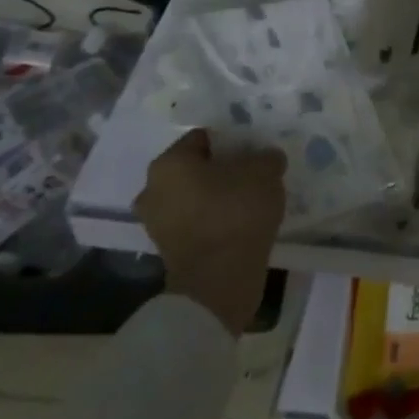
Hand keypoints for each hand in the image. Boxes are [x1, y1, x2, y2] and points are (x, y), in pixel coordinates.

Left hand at [135, 130, 285, 336]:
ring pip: (195, 195)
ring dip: (218, 195)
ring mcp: (156, 222)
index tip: (255, 149)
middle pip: (196, 168)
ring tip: (251, 198)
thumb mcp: (265, 171)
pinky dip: (215, 219)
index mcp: (169, 163)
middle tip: (254, 172)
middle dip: (223, 168)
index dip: (233, 139)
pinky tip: (241, 222)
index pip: (204, 137)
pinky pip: (196, 221)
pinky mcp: (168, 248)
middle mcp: (153, 189)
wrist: (218, 280)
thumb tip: (265, 159)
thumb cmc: (236, 213)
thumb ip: (266, 157)